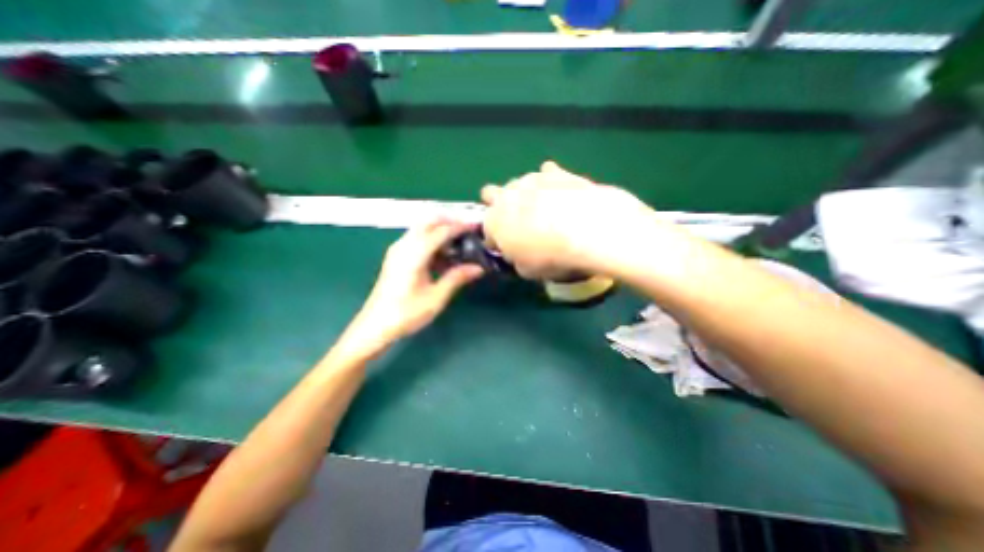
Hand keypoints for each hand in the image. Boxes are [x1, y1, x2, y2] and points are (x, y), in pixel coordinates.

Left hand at [340, 221, 484, 357]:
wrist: (375, 326)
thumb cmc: (407, 313)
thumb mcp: (436, 297)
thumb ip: (457, 277)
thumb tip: (479, 267)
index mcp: (414, 254)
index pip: (441, 231)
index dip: (460, 227)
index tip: (476, 227)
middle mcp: (404, 246)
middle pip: (428, 222)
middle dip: (449, 222)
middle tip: (467, 232)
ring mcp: (398, 250)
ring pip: (421, 229)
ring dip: (440, 231)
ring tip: (458, 246)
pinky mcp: (396, 257)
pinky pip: (416, 240)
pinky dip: (431, 241)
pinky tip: (442, 258)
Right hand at [484, 162, 651, 278]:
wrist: (586, 229)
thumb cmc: (549, 255)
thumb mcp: (527, 271)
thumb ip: (517, 260)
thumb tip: (519, 255)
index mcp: (493, 222)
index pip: (486, 231)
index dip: (496, 240)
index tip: (508, 247)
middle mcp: (505, 196)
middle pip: (490, 193)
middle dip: (498, 204)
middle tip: (515, 220)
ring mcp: (530, 180)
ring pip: (518, 183)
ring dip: (524, 194)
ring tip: (544, 209)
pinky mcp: (555, 172)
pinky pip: (548, 172)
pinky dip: (550, 181)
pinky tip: (560, 191)